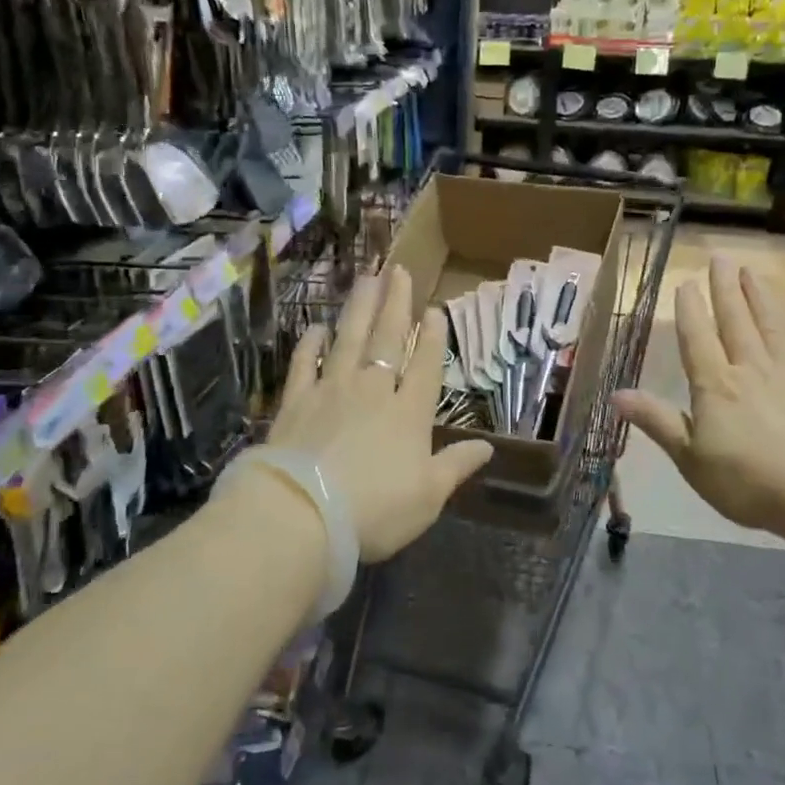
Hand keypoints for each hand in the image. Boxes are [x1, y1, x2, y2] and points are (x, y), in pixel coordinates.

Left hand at [266, 266, 492, 560]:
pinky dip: (311, 343)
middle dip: (396, 304)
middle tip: (398, 270)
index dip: (433, 336)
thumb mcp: (428, 496)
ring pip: (349, 339)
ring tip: (367, 278)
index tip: (435, 308)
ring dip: (359, 308)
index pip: (425, 365)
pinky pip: (305, 363)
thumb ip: (456, 466)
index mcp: (409, 413)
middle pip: (387, 338)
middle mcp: (372, 391)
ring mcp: (331, 391)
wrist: (302, 515)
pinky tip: (317, 326)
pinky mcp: (296, 401)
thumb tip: (488, 447)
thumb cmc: (375, 510)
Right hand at [613, 256, 784, 537]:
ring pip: (772, 326)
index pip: (697, 338)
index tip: (685, 281)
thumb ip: (658, 422)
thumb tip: (616, 394)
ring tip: (752, 269)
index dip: (690, 309)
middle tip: (720, 257)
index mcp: (715, 386)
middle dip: (725, 288)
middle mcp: (751, 369)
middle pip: (736, 321)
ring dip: (761, 296)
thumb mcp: (691, 459)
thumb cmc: (748, 483)